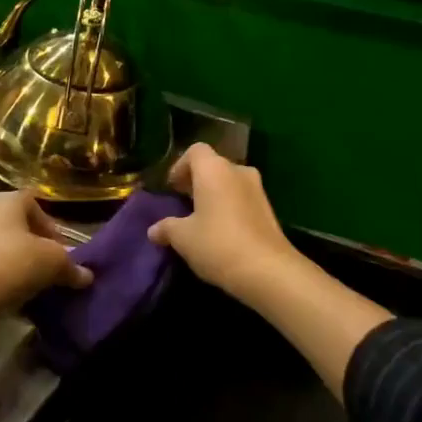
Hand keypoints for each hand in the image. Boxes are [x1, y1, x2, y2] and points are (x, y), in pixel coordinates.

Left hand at [0, 190, 93, 314]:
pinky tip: (10, 288)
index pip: (36, 203)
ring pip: (0, 240)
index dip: (51, 226)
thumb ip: (72, 267)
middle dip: (34, 241)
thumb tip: (86, 276)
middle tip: (47, 263)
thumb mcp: (54, 264)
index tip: (61, 251)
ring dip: (16, 256)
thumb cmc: (15, 264)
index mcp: (7, 198)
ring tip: (29, 278)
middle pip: (17, 221)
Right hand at [147, 143, 302, 305]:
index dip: (180, 166)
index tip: (171, 187)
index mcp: (214, 170)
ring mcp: (257, 189)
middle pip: (213, 165)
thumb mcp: (183, 238)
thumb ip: (167, 228)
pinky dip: (229, 206)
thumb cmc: (217, 244)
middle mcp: (238, 172)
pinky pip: (242, 198)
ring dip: (214, 194)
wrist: (267, 270)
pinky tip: (220, 231)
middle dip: (196, 180)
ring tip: (200, 218)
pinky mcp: (269, 209)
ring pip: (230, 182)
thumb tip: (153, 230)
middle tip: (182, 201)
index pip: (195, 151)